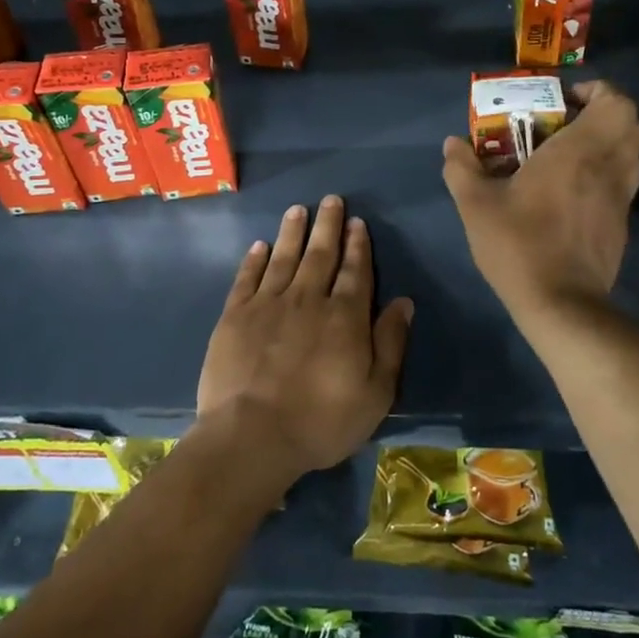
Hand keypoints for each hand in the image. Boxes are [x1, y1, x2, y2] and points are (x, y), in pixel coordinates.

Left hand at [196, 195, 411, 480]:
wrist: (252, 437)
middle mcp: (308, 299)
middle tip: (331, 200)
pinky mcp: (235, 316)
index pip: (356, 271)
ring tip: (298, 209)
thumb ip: (390, 343)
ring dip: (293, 232)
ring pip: (284, 258)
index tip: (357, 222)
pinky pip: (247, 279)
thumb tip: (403, 302)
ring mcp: (268, 304)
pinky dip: (254, 260)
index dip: (358, 245)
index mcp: (345, 316)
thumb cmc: (321, 421)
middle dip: (328, 226)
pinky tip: (259, 246)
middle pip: (321, 254)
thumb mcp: (375, 392)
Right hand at [442, 79, 638, 319]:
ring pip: (631, 152)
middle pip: (629, 122)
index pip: (616, 102)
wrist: (561, 304)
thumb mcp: (476, 205)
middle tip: (567, 122)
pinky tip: (573, 191)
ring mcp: (621, 197)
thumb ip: (462, 168)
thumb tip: (452, 143)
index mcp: (579, 151)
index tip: (566, 100)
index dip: (597, 91)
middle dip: (604, 113)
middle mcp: (609, 166)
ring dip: (608, 142)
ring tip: (569, 154)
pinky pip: (623, 181)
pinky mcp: (622, 223)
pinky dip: (607, 171)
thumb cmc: (519, 244)